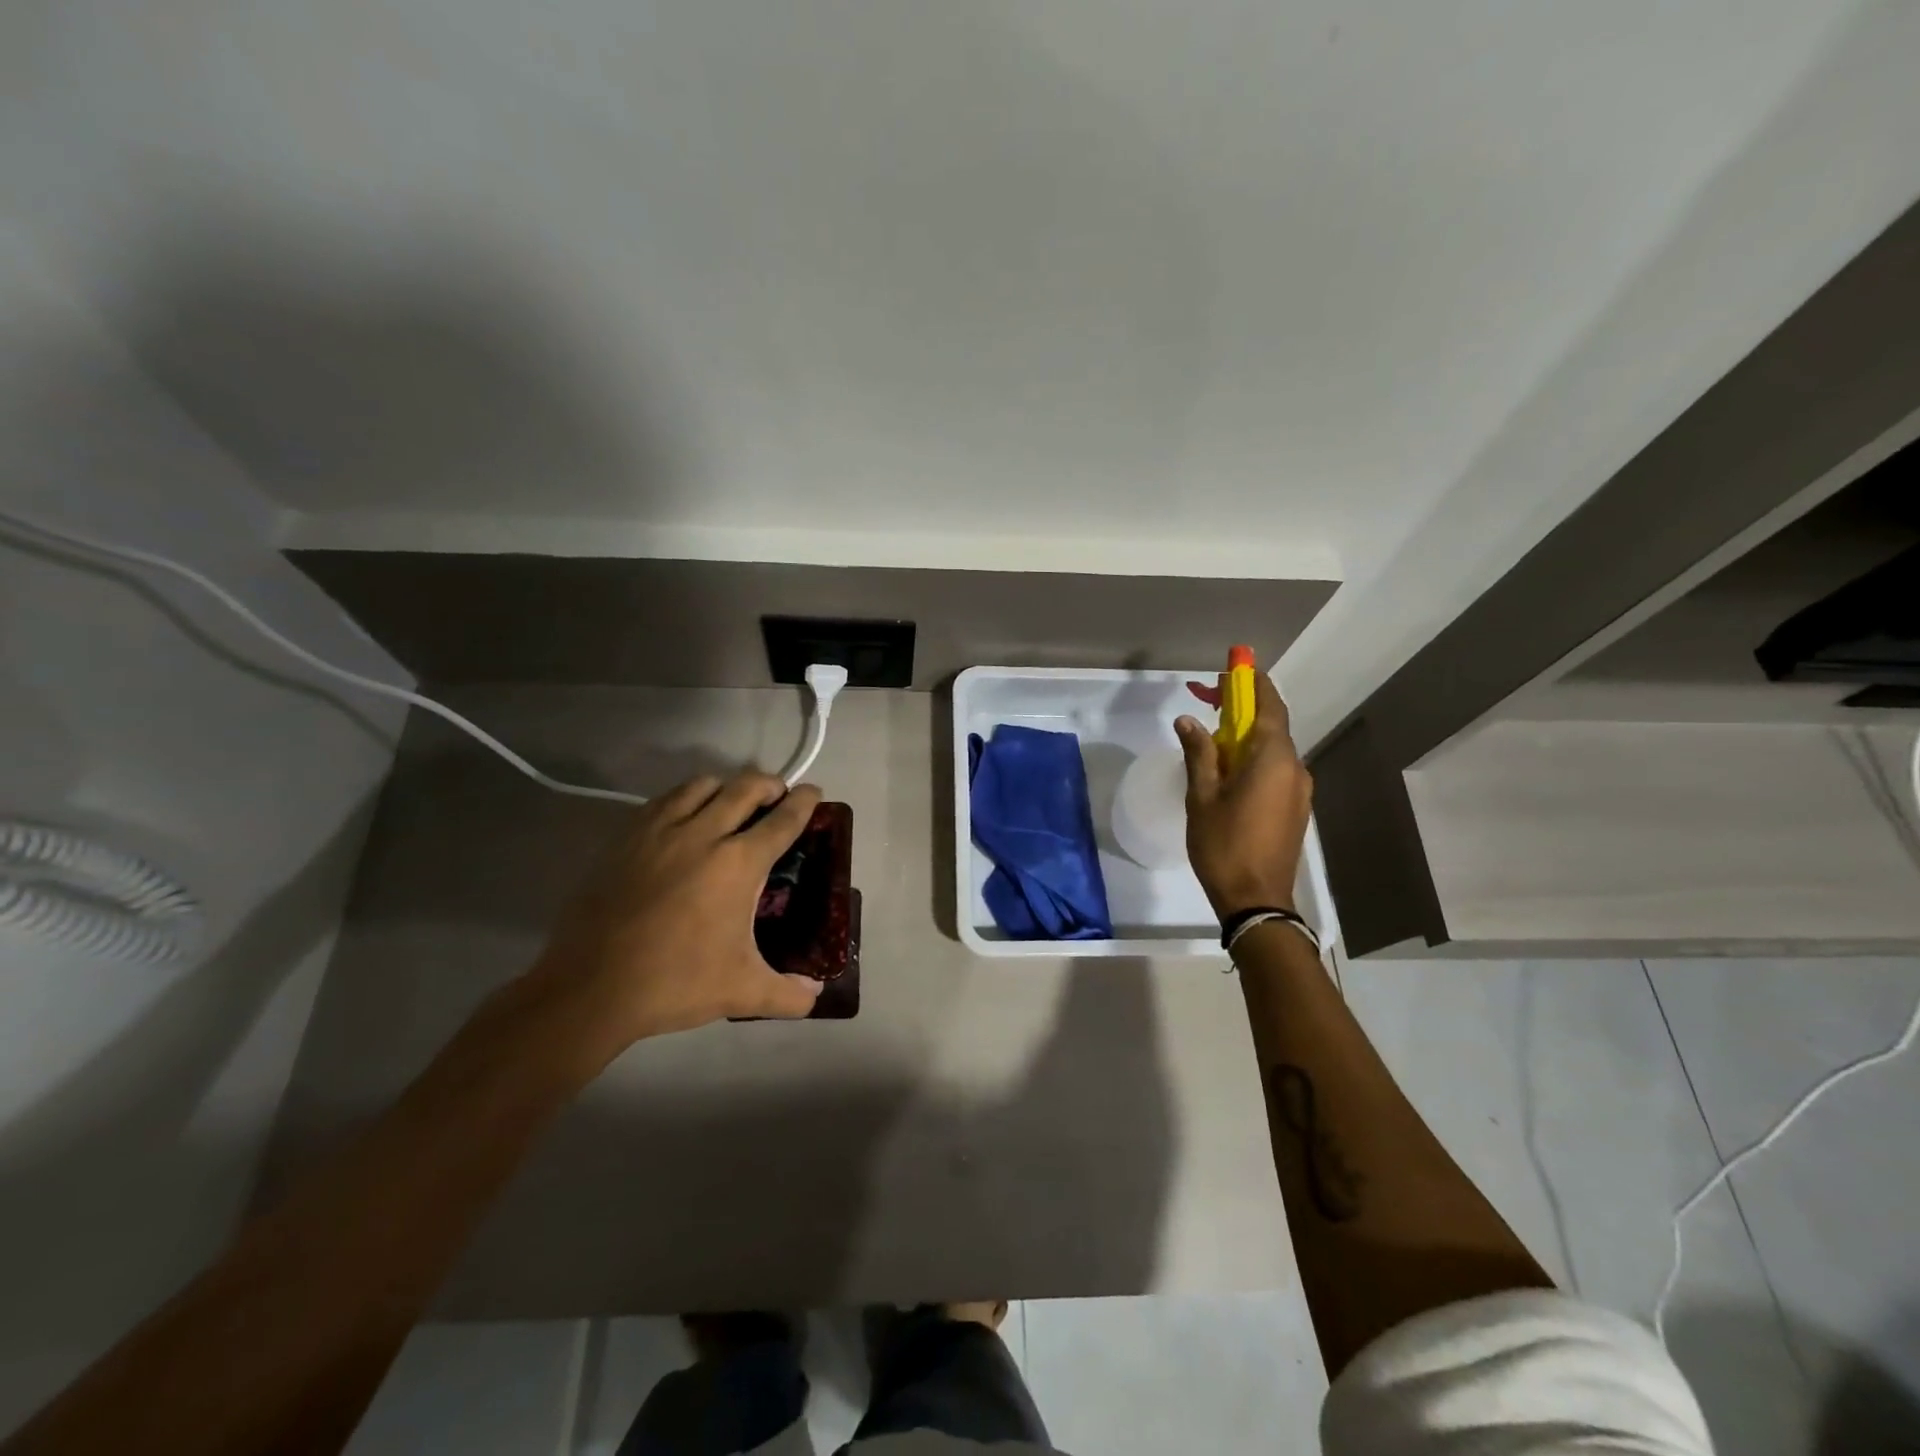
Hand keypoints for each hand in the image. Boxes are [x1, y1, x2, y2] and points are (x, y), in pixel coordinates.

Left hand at [531, 771, 824, 1051]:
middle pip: (745, 788)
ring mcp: (660, 831)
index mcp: (738, 864)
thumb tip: (817, 994)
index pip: (782, 820)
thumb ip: (788, 994)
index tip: (813, 792)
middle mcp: (703, 834)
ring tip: (730, 802)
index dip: (804, 802)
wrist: (591, 987)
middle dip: (769, 784)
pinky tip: (684, 817)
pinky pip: (663, 800)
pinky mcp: (626, 838)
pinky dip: (685, 798)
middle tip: (777, 795)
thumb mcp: (742, 993)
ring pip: (702, 785)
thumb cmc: (675, 983)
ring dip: (725, 787)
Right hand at [1175, 669, 1311, 917]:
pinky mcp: (1295, 808)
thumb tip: (1188, 720)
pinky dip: (1253, 758)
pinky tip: (1228, 771)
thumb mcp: (1202, 796)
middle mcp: (1294, 768)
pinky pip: (1275, 770)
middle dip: (1243, 709)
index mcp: (1273, 759)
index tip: (1233, 668)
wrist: (1256, 900)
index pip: (1268, 706)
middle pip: (1271, 725)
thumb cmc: (1224, 845)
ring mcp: (1298, 790)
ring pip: (1272, 750)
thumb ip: (1199, 753)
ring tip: (1212, 739)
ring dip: (1246, 736)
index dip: (1252, 684)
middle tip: (1210, 701)